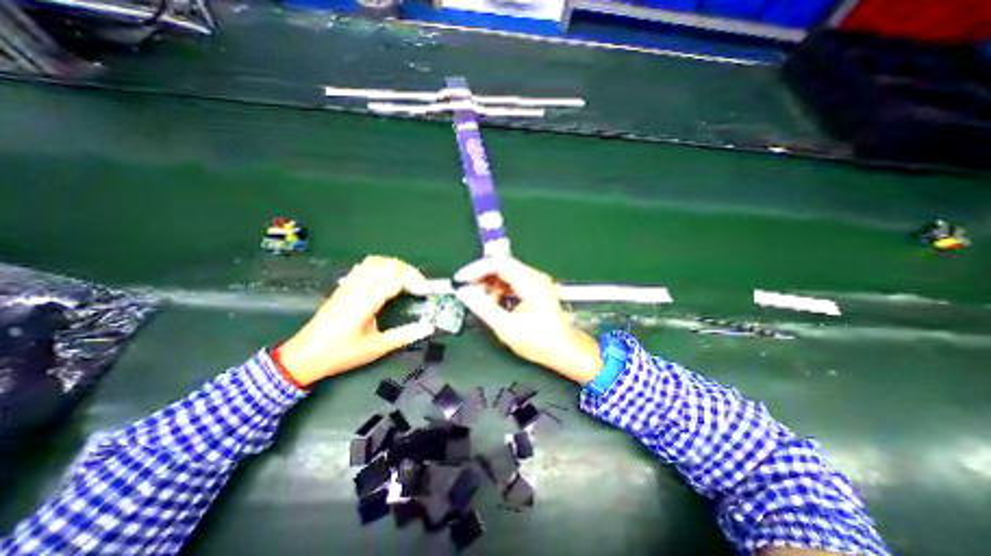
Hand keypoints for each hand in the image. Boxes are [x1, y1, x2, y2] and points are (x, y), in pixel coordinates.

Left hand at [276, 257, 434, 386]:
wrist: (303, 356)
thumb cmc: (339, 353)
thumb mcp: (375, 348)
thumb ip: (403, 336)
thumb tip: (428, 327)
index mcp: (364, 302)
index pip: (394, 280)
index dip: (414, 282)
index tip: (426, 292)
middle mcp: (356, 288)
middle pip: (386, 265)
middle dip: (409, 271)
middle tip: (421, 285)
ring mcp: (348, 284)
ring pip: (375, 261)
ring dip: (396, 265)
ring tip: (408, 279)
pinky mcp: (344, 286)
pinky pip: (365, 265)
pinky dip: (382, 265)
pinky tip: (389, 277)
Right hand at [452, 256, 604, 384]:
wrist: (565, 351)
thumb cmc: (541, 341)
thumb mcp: (506, 326)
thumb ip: (483, 307)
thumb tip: (464, 293)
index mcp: (529, 282)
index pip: (497, 263)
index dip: (476, 269)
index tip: (461, 279)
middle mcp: (534, 277)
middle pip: (501, 266)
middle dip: (481, 277)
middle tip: (467, 290)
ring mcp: (535, 283)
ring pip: (505, 274)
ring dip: (489, 285)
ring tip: (479, 300)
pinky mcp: (534, 290)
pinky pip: (511, 283)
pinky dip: (499, 291)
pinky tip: (493, 304)